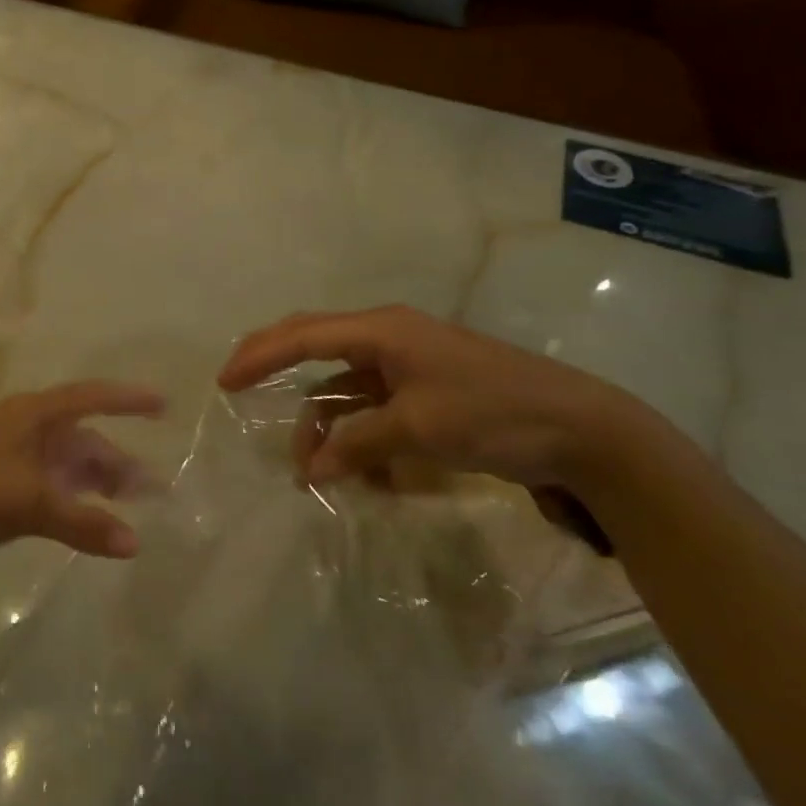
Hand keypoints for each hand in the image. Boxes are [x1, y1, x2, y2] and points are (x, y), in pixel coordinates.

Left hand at [0, 382, 164, 569]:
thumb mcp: (26, 503)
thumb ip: (81, 522)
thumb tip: (135, 544)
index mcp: (31, 414)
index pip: (90, 397)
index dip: (127, 400)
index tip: (163, 405)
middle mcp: (24, 427)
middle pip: (82, 437)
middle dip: (116, 460)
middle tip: (152, 488)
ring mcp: (10, 454)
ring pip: (65, 462)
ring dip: (96, 481)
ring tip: (128, 505)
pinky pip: (49, 482)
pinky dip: (72, 496)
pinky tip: (86, 517)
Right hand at [218, 305, 682, 495]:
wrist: (581, 430)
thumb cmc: (494, 414)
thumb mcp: (419, 428)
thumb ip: (358, 443)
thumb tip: (313, 468)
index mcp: (382, 330)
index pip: (303, 335)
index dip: (260, 355)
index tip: (225, 382)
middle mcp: (387, 338)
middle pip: (314, 347)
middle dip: (277, 372)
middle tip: (238, 390)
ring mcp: (406, 364)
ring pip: (342, 387)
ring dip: (324, 426)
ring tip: (314, 472)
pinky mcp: (423, 391)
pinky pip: (371, 408)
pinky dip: (357, 437)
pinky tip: (362, 475)